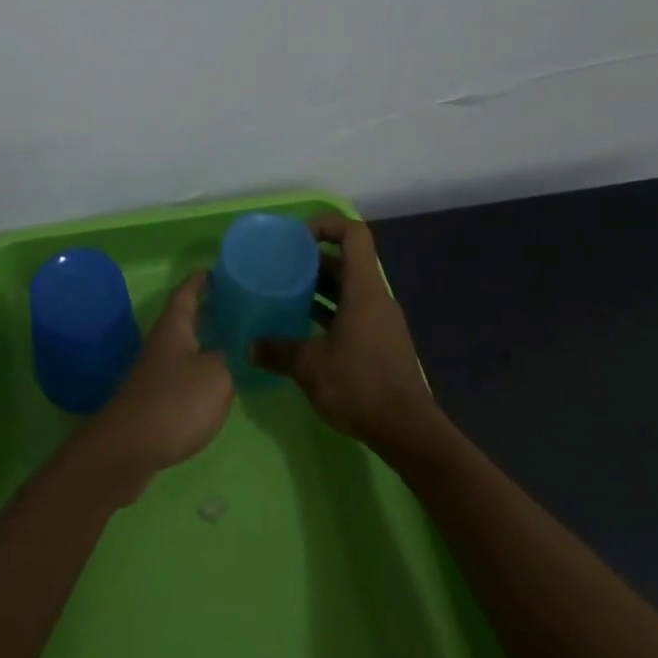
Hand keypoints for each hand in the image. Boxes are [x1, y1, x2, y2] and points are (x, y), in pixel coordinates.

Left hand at [82, 271, 233, 497]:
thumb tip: (223, 353)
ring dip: (202, 339)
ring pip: (182, 344)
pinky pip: (180, 370)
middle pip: (183, 318)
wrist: (130, 446)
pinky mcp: (153, 396)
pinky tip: (213, 380)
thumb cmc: (176, 401)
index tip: (214, 270)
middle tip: (233, 305)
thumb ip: (225, 360)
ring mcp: (154, 370)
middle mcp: (161, 342)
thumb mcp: (216, 376)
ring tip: (230, 340)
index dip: (200, 281)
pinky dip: (197, 367)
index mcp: (174, 327)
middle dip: (206, 309)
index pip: (186, 293)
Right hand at [252, 213, 440, 454]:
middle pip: (347, 261)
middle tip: (281, 266)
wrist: (407, 432)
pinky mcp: (381, 343)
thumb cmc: (360, 385)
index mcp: (363, 289)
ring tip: (286, 294)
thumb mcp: (310, 366)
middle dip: (313, 259)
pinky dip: (329, 311)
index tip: (297, 237)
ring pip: (348, 289)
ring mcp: (381, 321)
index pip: (353, 234)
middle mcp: (375, 298)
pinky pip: (353, 312)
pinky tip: (304, 329)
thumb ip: (278, 351)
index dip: (327, 225)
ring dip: (319, 287)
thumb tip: (250, 347)